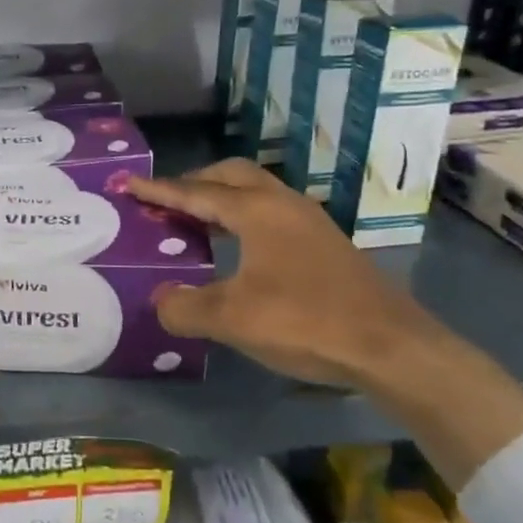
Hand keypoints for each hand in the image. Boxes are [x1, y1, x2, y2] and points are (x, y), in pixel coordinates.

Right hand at [127, 161, 522, 488]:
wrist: (392, 347)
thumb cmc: (306, 322)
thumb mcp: (233, 319)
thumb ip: (186, 307)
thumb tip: (159, 301)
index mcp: (256, 210)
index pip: (196, 192)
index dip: (159, 190)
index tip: (129, 184)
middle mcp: (283, 204)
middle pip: (230, 176)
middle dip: (194, 183)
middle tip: (165, 202)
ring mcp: (309, 221)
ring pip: (255, 192)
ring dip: (222, 200)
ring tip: (196, 222)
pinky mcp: (325, 243)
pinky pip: (271, 213)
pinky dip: (243, 217)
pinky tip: (239, 249)